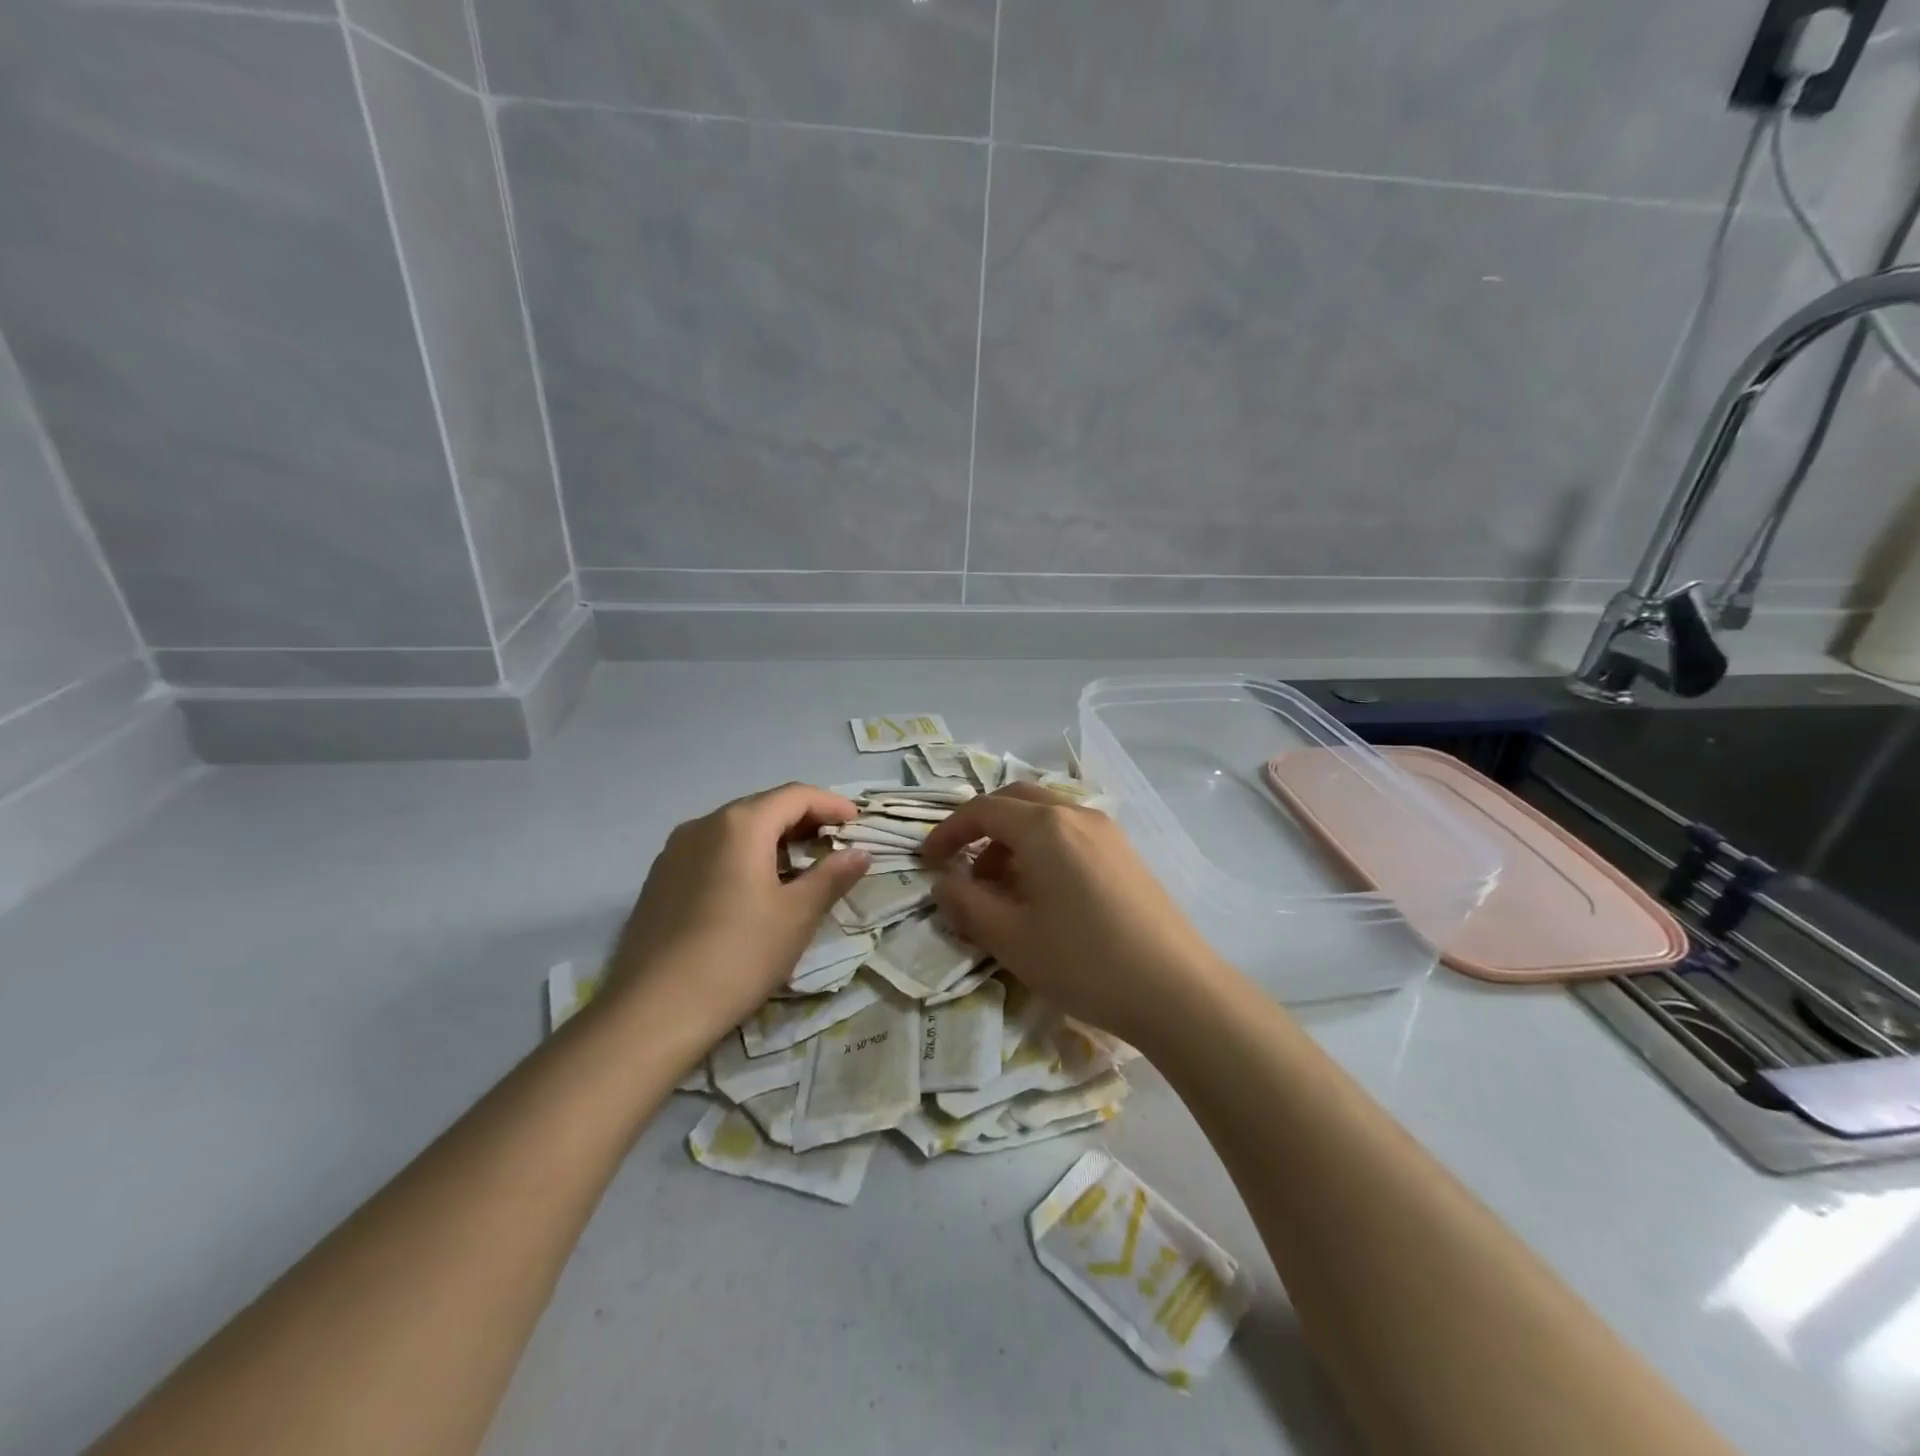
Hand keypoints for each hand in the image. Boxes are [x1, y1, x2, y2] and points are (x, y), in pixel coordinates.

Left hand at [603, 784, 869, 1040]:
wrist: (653, 1012)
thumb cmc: (738, 955)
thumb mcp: (797, 916)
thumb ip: (832, 876)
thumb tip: (859, 852)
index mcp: (740, 824)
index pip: (795, 796)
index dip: (832, 805)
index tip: (858, 823)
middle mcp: (703, 825)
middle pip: (764, 807)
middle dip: (804, 821)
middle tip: (835, 845)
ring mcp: (675, 852)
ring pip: (735, 830)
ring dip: (773, 840)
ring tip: (800, 868)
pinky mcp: (660, 880)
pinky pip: (712, 852)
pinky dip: (744, 857)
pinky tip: (755, 889)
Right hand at [919, 784, 1231, 1047]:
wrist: (1176, 990)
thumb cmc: (1083, 961)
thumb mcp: (1010, 938)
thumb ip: (966, 903)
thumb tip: (943, 881)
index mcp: (1044, 826)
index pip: (982, 810)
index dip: (947, 832)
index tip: (926, 862)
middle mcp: (1076, 815)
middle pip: (1015, 801)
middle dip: (980, 828)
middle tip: (961, 866)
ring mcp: (1107, 832)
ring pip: (1045, 817)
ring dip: (1012, 840)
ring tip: (1000, 889)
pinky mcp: (1126, 854)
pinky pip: (1070, 834)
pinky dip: (1042, 849)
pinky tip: (1043, 894)